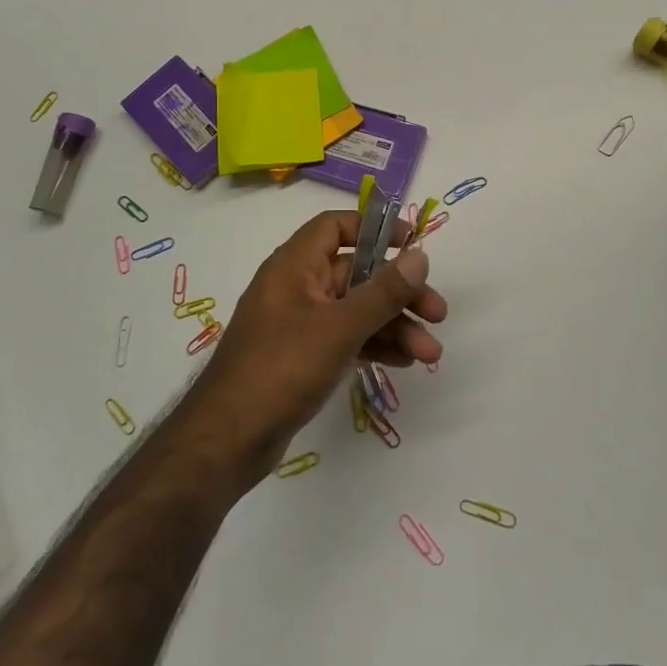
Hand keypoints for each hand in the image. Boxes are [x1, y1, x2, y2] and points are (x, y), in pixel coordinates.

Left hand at [174, 211, 446, 484]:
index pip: (335, 227)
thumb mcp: (338, 327)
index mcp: (294, 265)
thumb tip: (420, 256)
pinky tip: (404, 363)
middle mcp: (296, 287)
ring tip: (430, 353)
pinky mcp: (302, 357)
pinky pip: (346, 339)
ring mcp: (298, 324)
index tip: (412, 245)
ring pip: (355, 311)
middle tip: (438, 314)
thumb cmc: (281, 368)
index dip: (374, 229)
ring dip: (393, 326)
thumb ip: (382, 292)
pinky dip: (374, 346)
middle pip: (356, 274)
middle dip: (399, 292)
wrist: (228, 438)